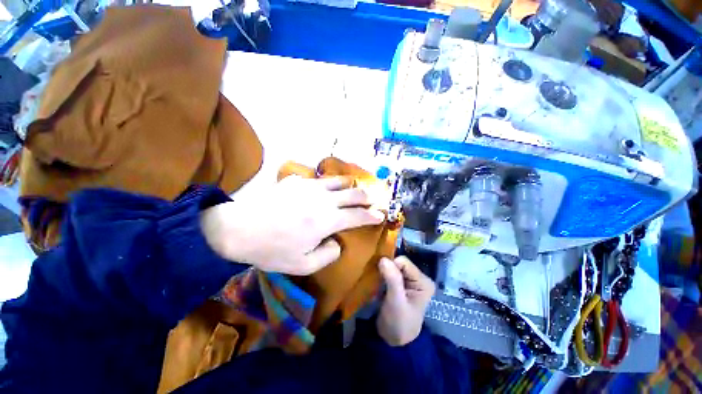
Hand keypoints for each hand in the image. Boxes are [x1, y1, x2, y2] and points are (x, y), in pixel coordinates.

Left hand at [201, 175, 384, 274]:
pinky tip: (327, 187)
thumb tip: (338, 242)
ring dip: (350, 186)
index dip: (372, 216)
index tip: (380, 215)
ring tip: (353, 189)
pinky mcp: (296, 181)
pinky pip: (319, 179)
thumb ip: (328, 255)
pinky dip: (329, 183)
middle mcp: (323, 200)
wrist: (239, 228)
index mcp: (326, 221)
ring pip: (338, 181)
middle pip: (353, 194)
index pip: (357, 216)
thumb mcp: (303, 265)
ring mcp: (310, 187)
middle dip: (366, 197)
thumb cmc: (272, 250)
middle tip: (372, 200)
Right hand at [377, 256, 435, 345]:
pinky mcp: (401, 283)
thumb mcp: (396, 302)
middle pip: (398, 263)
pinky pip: (390, 272)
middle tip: (379, 281)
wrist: (393, 340)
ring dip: (383, 273)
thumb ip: (392, 280)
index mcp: (423, 281)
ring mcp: (410, 280)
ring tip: (378, 284)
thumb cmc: (398, 323)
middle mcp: (419, 277)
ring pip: (393, 266)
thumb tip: (383, 259)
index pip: (404, 262)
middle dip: (387, 270)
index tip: (383, 279)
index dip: (391, 267)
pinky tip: (379, 285)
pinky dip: (382, 276)